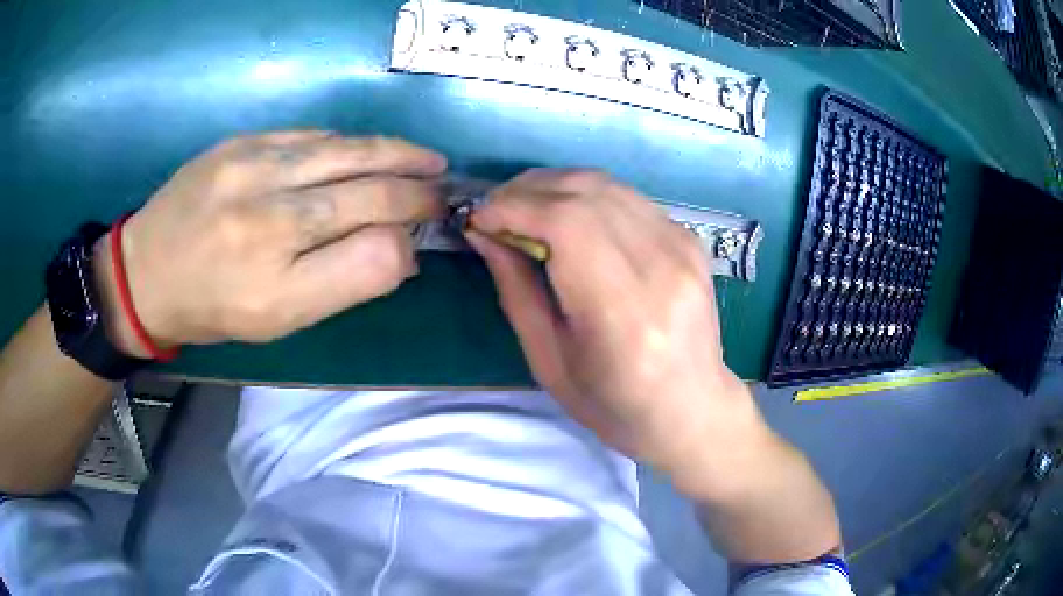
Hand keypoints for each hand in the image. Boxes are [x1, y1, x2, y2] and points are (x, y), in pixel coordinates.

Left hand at [93, 132, 445, 355]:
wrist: (145, 271)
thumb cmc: (213, 308)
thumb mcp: (279, 320)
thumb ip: (344, 284)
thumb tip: (401, 246)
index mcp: (280, 278)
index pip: (375, 245)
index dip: (412, 230)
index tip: (430, 223)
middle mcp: (269, 215)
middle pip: (368, 186)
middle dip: (417, 184)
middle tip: (443, 185)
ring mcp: (253, 167)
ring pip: (345, 150)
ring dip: (393, 153)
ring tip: (423, 159)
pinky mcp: (240, 142)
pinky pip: (310, 136)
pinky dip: (346, 144)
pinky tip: (361, 152)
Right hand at [468, 170, 769, 489]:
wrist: (693, 409)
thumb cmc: (616, 404)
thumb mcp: (550, 362)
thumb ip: (517, 291)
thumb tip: (484, 233)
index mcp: (624, 312)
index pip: (567, 224)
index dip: (514, 207)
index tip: (479, 217)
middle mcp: (661, 267)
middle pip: (586, 193)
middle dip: (528, 190)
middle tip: (495, 210)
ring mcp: (683, 247)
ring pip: (606, 185)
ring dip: (555, 186)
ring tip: (524, 209)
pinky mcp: (690, 240)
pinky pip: (627, 198)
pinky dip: (587, 197)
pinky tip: (568, 218)